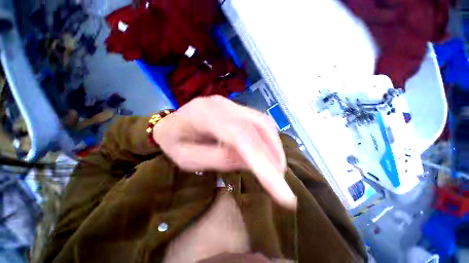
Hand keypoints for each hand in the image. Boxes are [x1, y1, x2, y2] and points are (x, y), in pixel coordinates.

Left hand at [153, 96, 295, 208]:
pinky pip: (259, 121)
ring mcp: (231, 104)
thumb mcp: (188, 159)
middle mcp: (223, 105)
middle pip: (259, 126)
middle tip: (279, 180)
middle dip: (274, 155)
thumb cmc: (173, 142)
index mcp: (205, 115)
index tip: (283, 193)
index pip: (241, 136)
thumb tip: (252, 161)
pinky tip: (266, 152)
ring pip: (263, 122)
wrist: (170, 122)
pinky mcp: (236, 107)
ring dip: (273, 147)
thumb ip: (220, 159)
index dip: (264, 163)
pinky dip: (267, 139)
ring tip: (274, 168)